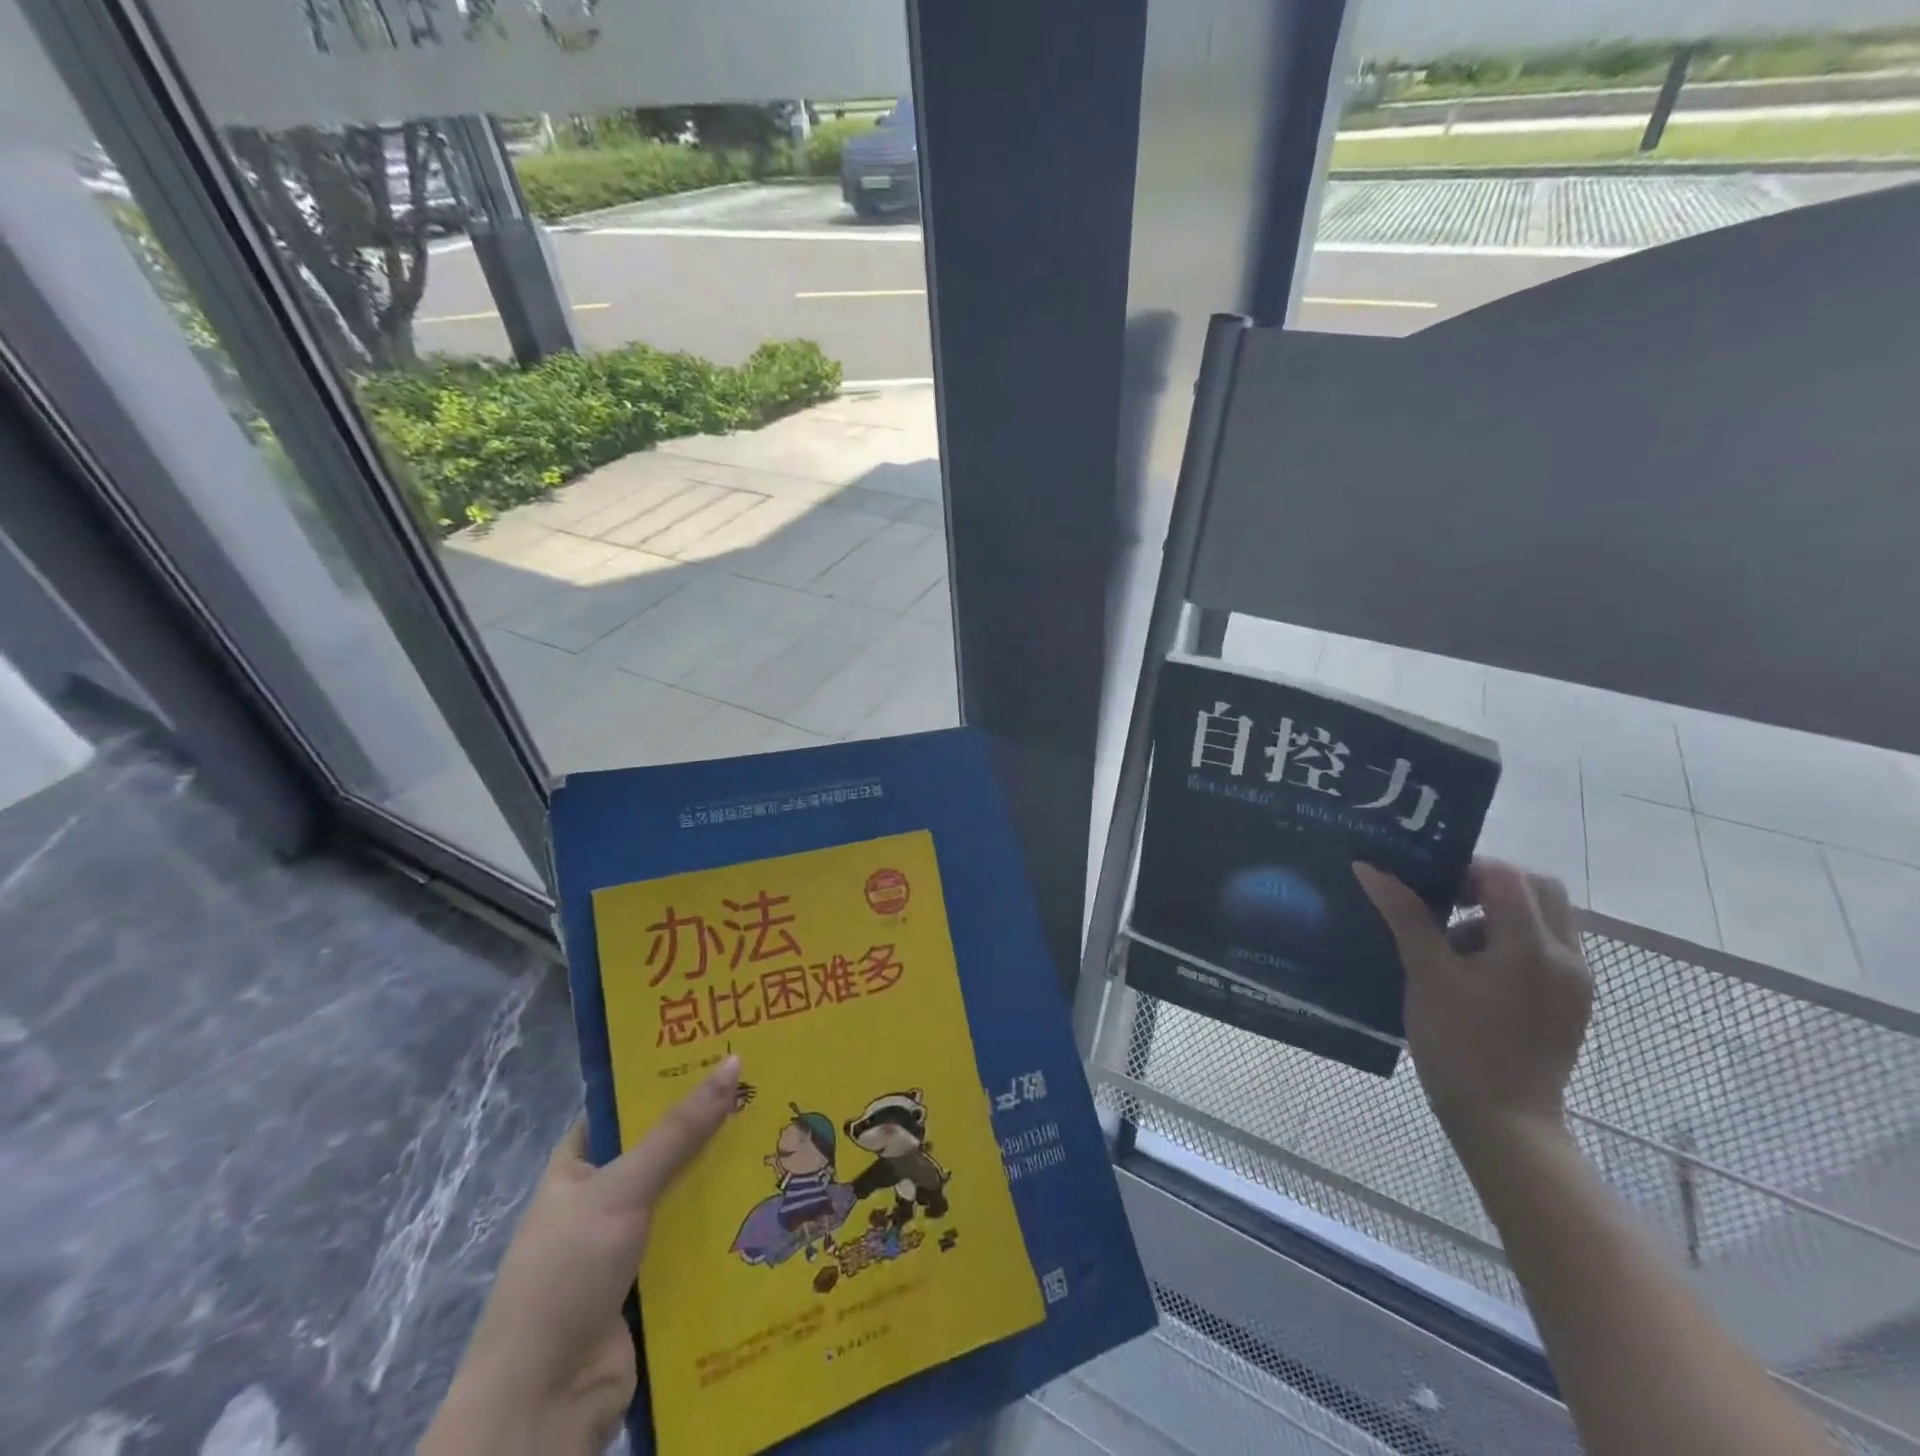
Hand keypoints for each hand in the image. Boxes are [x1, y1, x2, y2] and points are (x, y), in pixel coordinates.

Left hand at [420, 1055, 741, 1455]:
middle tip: (769, 1083)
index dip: (667, 1076)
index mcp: (578, 1169)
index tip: (720, 1048)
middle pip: (666, 1148)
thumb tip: (734, 1061)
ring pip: (688, 1193)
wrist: (542, 1405)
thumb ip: (679, 1130)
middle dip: (712, 1122)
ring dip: (728, 1173)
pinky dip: (730, 1221)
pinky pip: (700, 1239)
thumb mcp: (621, 1188)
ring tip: (787, 1130)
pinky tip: (777, 1195)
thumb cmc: (566, 1275)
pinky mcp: (658, 1282)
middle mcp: (605, 1199)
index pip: (625, 1106)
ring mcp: (631, 1243)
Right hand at [1354, 860, 1592, 1140]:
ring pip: (1546, 917)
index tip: (1428, 885)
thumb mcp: (1425, 974)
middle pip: (1539, 888)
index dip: (1464, 867)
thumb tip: (1369, 867)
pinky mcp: (1572, 1002)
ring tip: (1455, 945)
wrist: (1504, 1121)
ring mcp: (1575, 981)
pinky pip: (1547, 948)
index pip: (1506, 876)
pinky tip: (1475, 971)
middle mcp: (1566, 957)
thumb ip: (1404, 915)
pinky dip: (1513, 940)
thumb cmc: (1458, 1043)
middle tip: (1446, 901)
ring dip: (1501, 911)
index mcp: (1532, 947)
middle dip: (1490, 883)